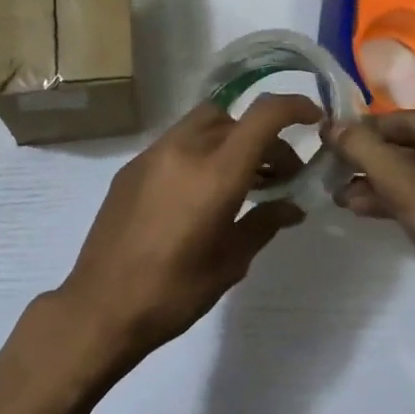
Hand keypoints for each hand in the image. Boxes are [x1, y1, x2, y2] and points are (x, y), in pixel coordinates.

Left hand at [53, 95, 322, 373]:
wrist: (101, 306)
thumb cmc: (174, 292)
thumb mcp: (230, 262)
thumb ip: (264, 223)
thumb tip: (291, 207)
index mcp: (215, 173)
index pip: (263, 116)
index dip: (294, 107)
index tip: (313, 120)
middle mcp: (182, 151)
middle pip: (233, 118)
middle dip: (262, 137)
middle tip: (278, 176)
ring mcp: (151, 156)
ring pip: (201, 125)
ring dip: (229, 141)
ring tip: (242, 182)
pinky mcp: (129, 170)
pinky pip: (175, 144)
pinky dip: (199, 152)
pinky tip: (200, 192)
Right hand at [330, 112, 414, 346]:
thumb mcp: (405, 186)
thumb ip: (364, 150)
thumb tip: (333, 125)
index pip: (406, 120)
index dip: (364, 130)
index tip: (329, 142)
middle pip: (414, 148)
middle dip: (371, 162)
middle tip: (331, 173)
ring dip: (381, 185)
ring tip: (341, 197)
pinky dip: (403, 202)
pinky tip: (368, 211)